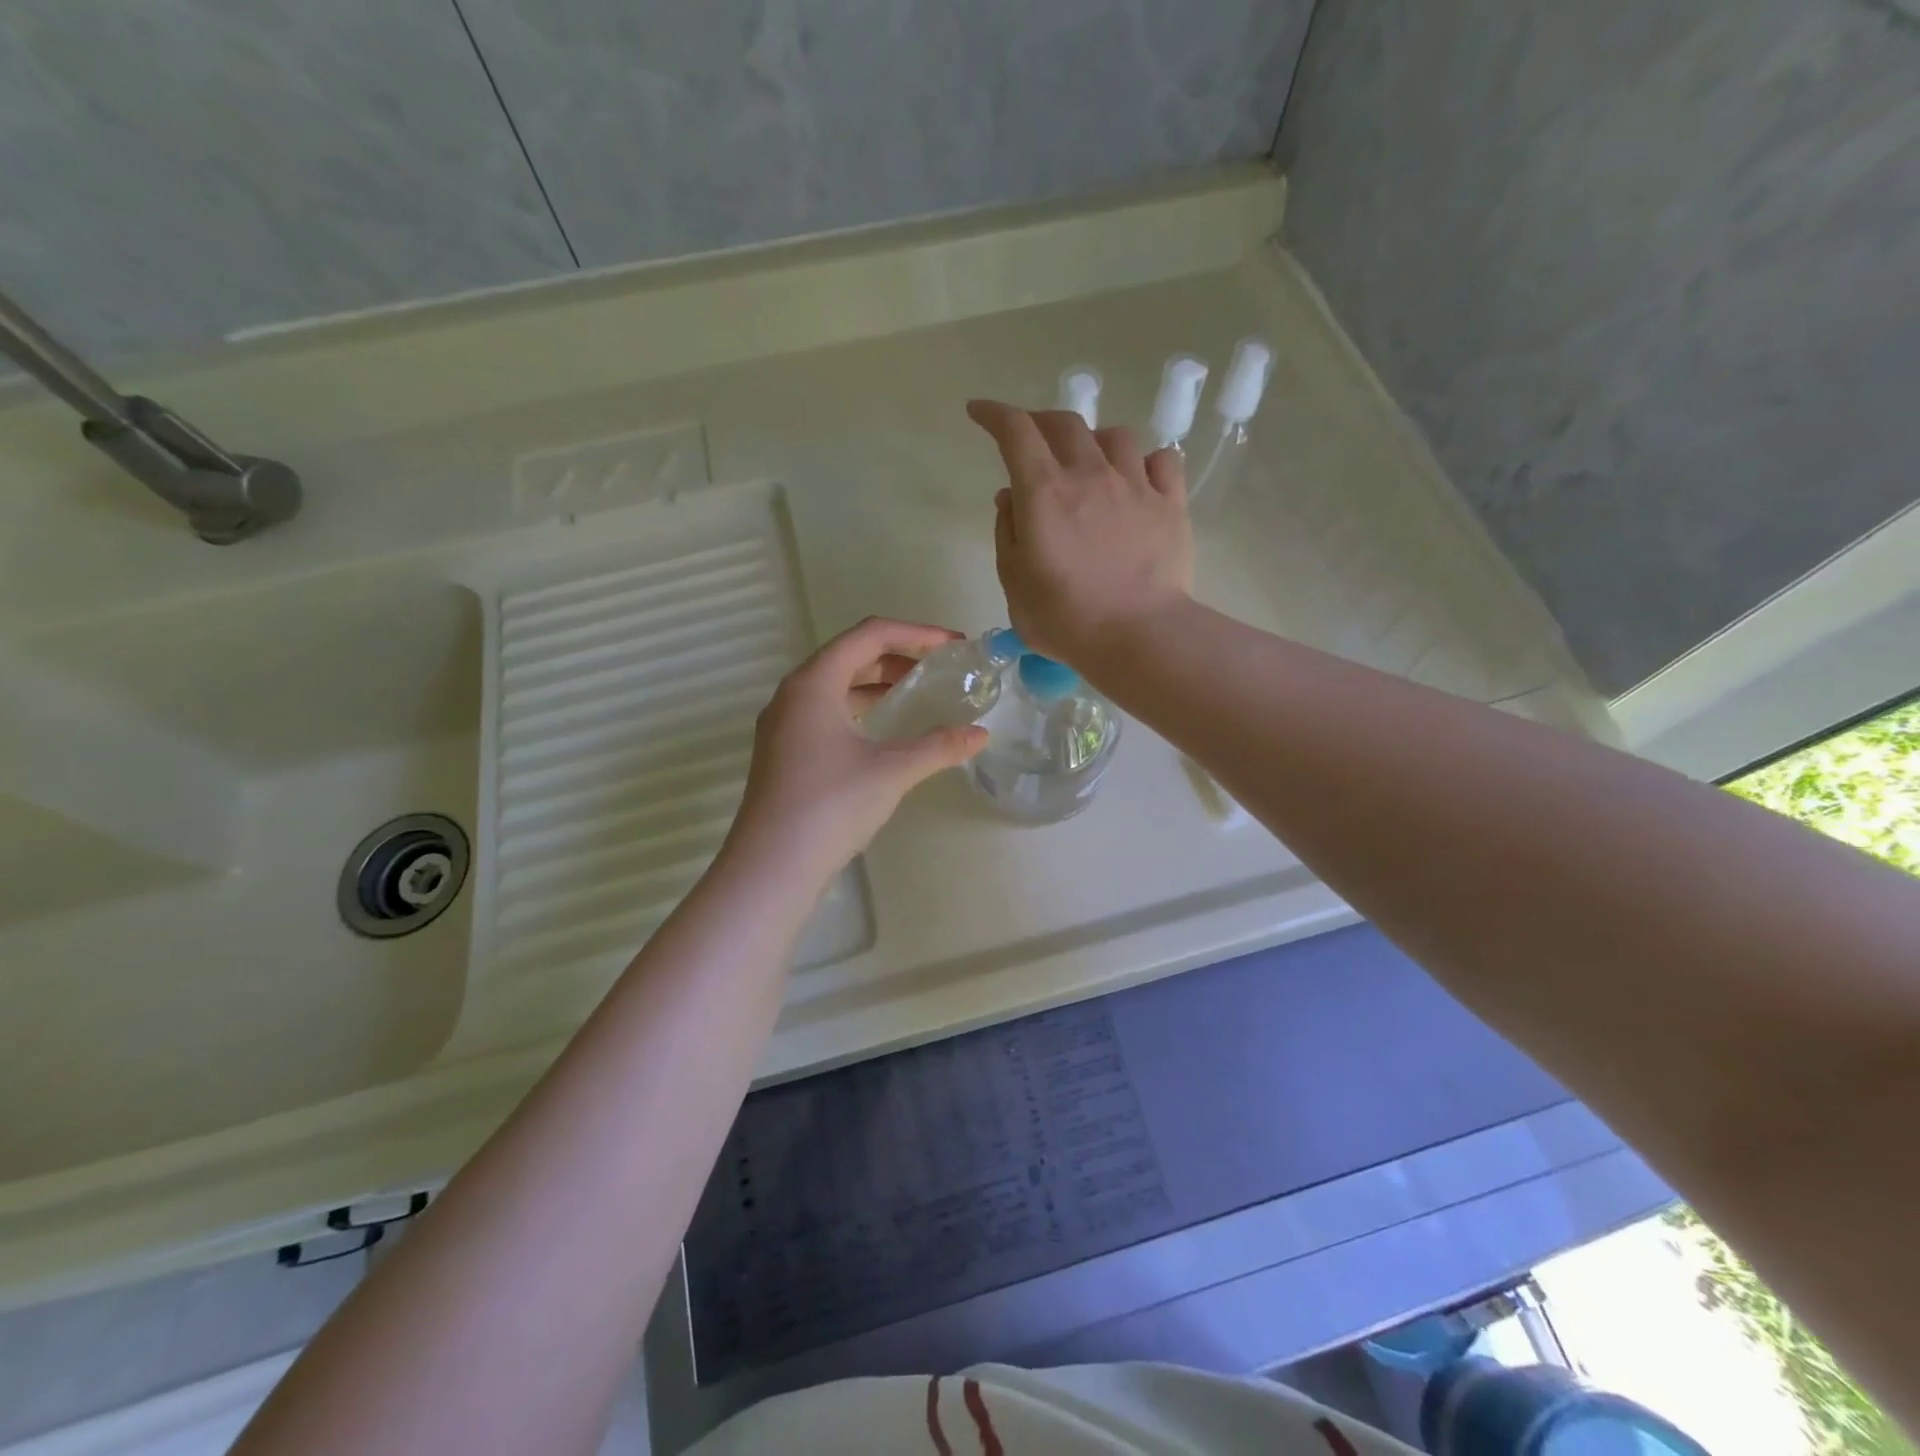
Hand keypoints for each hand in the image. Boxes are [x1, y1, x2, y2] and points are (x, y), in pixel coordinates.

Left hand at [727, 618, 988, 876]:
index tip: (953, 644)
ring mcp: (783, 724)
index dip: (916, 633)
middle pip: (849, 655)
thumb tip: (981, 735)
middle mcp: (792, 694)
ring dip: (876, 682)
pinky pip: (825, 711)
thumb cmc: (831, 805)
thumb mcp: (892, 771)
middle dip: (897, 656)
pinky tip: (882, 730)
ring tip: (916, 694)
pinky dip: (858, 708)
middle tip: (939, 668)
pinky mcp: (783, 752)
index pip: (869, 635)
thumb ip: (939, 746)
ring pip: (836, 685)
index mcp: (813, 683)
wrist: (772, 866)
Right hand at [967, 400, 1193, 665]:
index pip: (1015, 432)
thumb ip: (1008, 533)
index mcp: (1044, 492)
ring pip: (1114, 436)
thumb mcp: (1014, 584)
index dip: (994, 414)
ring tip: (1088, 461)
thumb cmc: (1066, 619)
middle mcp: (1089, 475)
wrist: (1139, 636)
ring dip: (1093, 440)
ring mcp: (1135, 485)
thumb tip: (1010, 497)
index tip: (979, 412)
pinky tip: (1138, 477)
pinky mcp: (1171, 504)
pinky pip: (1162, 460)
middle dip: (1040, 422)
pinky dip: (1144, 460)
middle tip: (1031, 439)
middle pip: (1065, 424)